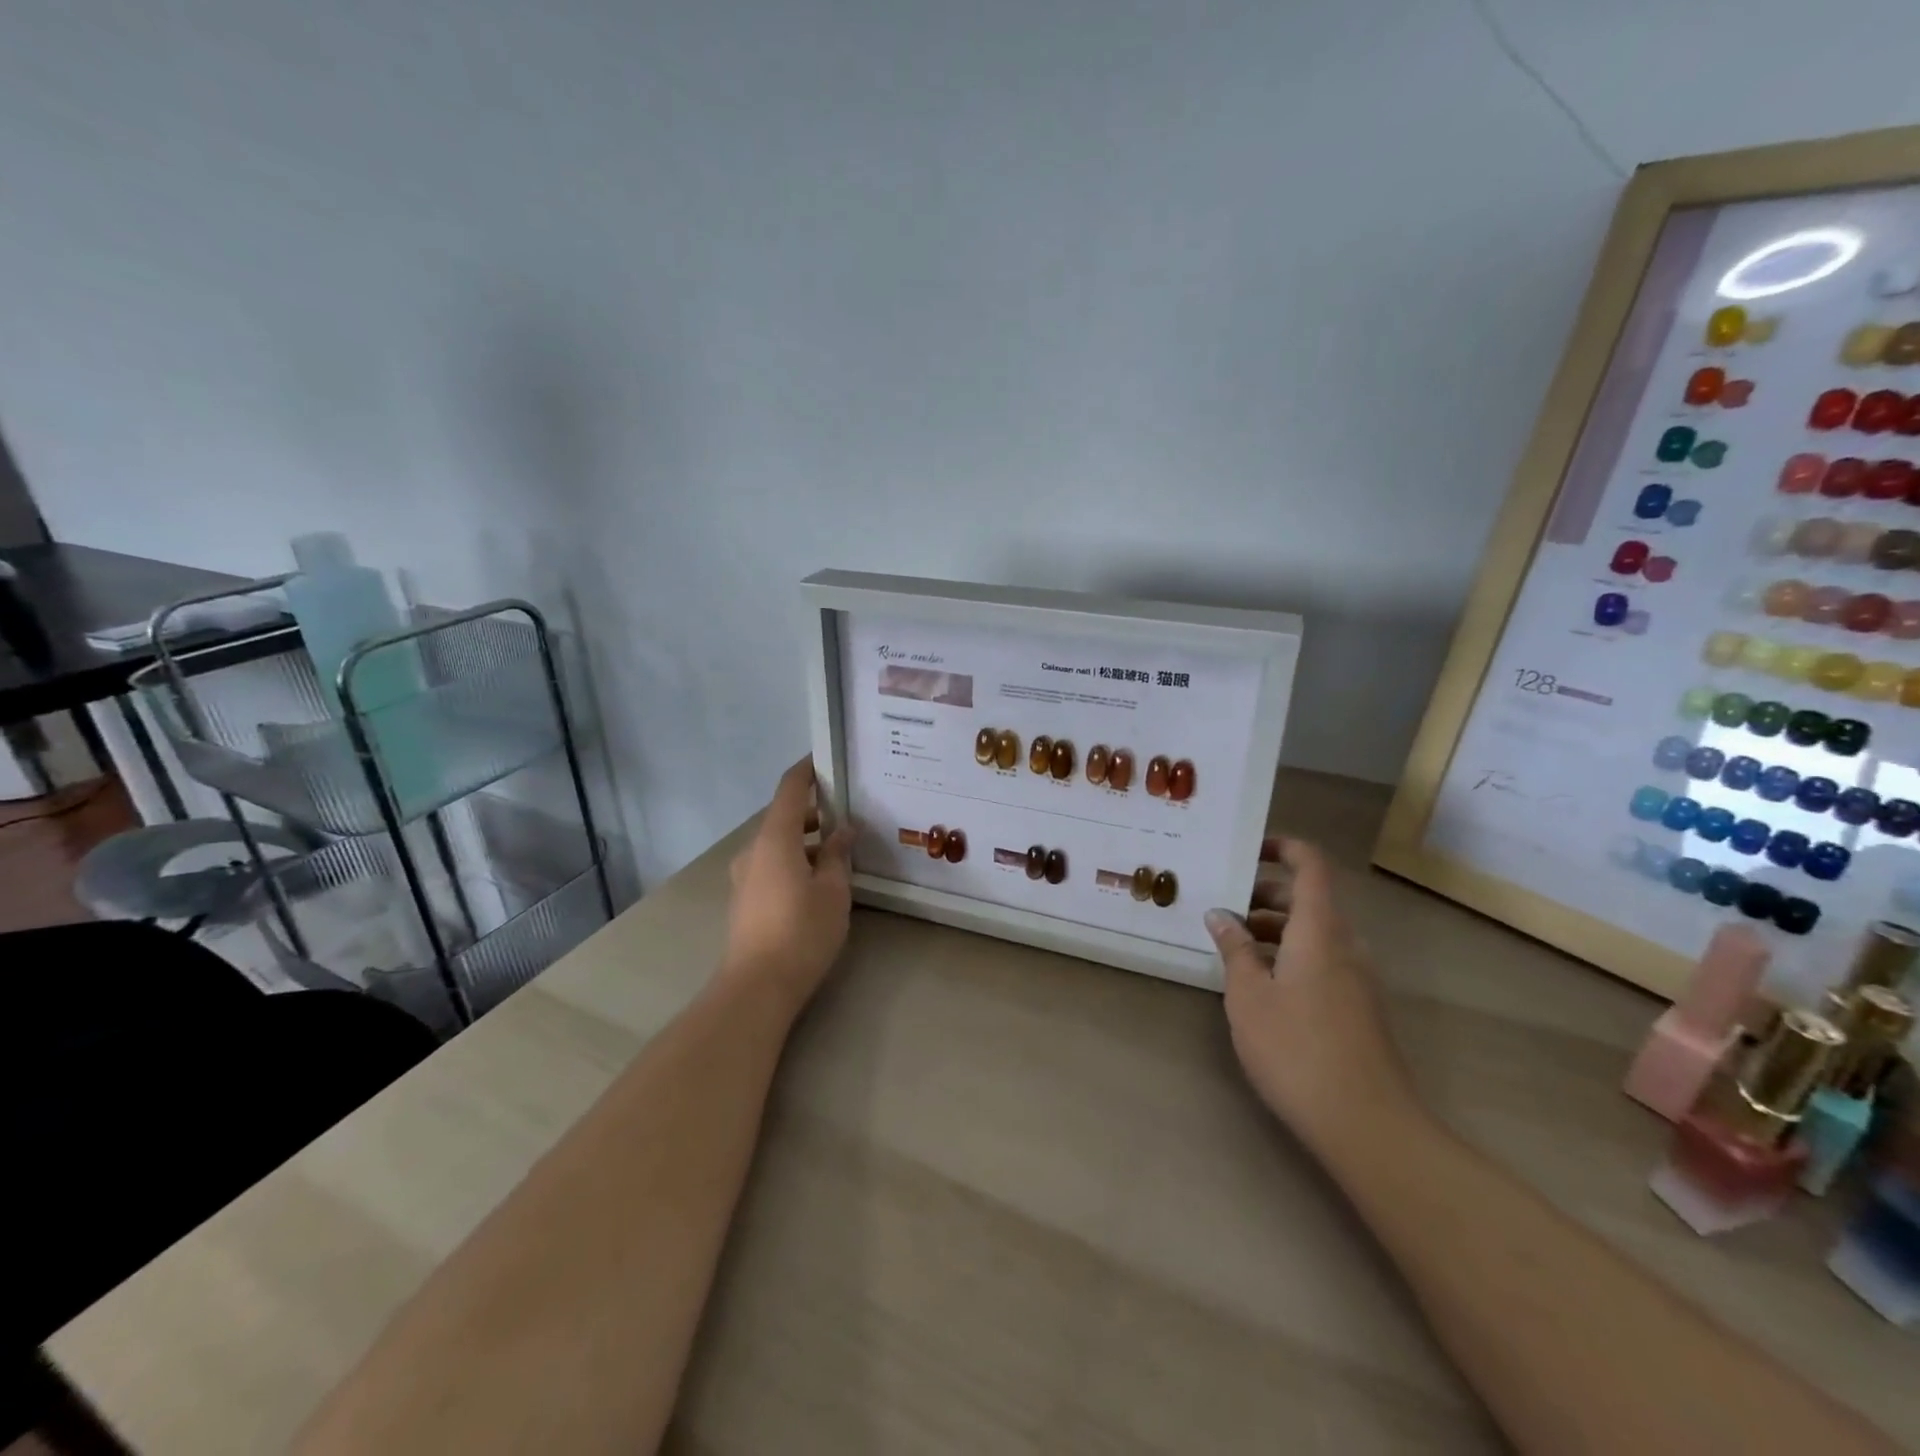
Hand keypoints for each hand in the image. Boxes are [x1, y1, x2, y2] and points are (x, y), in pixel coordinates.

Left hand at [721, 758, 855, 1009]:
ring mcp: (745, 875)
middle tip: (848, 813)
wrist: (757, 986)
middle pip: (784, 817)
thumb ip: (837, 854)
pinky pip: (772, 864)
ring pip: (778, 843)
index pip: (790, 789)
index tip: (826, 760)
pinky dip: (794, 860)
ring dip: (805, 840)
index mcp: (775, 838)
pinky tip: (818, 880)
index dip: (807, 771)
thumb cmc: (802, 931)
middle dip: (814, 812)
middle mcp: (754, 849)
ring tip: (839, 850)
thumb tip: (843, 829)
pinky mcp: (745, 898)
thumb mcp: (833, 890)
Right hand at [1205, 837, 1414, 1150]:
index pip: (1311, 866)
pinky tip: (1259, 983)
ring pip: (1314, 932)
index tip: (1247, 850)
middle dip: (1265, 893)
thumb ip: (1234, 949)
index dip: (1283, 847)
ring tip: (1232, 946)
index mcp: (1320, 930)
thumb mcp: (1249, 996)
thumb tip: (1220, 915)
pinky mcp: (1359, 1007)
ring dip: (1274, 928)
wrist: (1368, 1125)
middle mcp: (1345, 945)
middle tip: (1223, 904)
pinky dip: (1290, 955)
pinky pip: (1322, 960)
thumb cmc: (1297, 1050)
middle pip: (1309, 899)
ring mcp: (1358, 978)